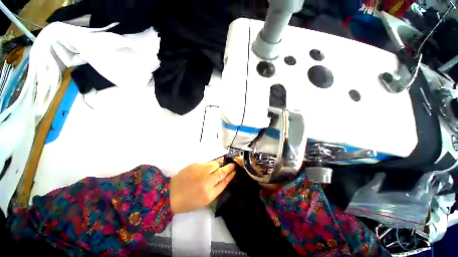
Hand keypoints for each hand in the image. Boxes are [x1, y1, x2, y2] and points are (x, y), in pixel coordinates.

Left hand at [170, 159, 235, 213]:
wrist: (170, 194)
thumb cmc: (188, 201)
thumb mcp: (204, 200)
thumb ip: (215, 189)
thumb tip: (223, 178)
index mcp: (209, 194)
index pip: (224, 182)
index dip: (231, 176)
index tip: (235, 172)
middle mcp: (207, 182)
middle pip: (222, 172)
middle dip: (229, 167)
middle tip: (234, 164)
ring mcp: (201, 172)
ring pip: (216, 164)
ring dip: (220, 164)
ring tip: (223, 163)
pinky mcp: (195, 165)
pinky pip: (208, 163)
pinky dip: (212, 163)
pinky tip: (213, 164)